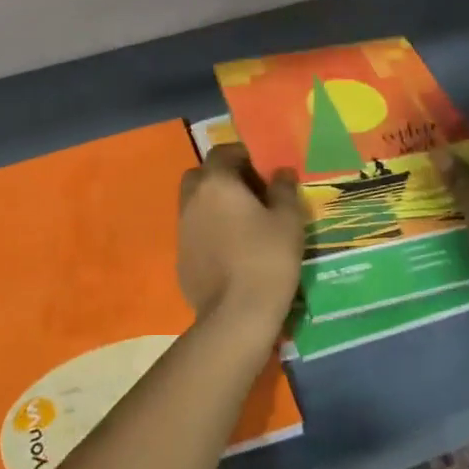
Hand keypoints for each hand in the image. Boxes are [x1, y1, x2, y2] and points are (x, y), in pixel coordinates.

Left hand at [177, 145, 305, 332]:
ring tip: (242, 222)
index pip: (222, 152)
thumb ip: (284, 189)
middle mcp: (192, 199)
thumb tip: (281, 172)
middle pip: (202, 175)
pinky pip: (194, 231)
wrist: (236, 316)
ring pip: (195, 203)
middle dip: (222, 177)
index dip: (242, 156)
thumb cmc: (266, 259)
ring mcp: (182, 229)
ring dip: (213, 204)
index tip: (262, 170)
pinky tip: (230, 249)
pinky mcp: (180, 256)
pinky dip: (208, 231)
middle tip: (250, 193)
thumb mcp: (288, 220)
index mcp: (216, 182)